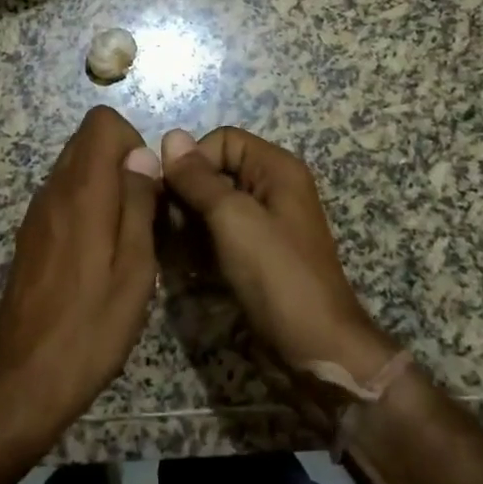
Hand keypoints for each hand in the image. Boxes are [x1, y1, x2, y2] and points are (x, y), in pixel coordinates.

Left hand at [0, 106, 160, 463]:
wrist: (23, 381)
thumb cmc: (90, 328)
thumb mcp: (134, 269)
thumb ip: (138, 204)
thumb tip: (141, 156)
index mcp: (81, 192)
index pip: (101, 122)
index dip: (133, 140)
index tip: (148, 184)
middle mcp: (53, 191)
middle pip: (87, 141)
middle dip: (122, 161)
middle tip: (144, 212)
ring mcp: (37, 213)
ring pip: (75, 168)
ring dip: (106, 185)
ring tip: (127, 237)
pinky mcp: (31, 236)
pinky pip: (64, 196)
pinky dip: (88, 205)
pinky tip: (100, 254)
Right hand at [161, 127, 395, 386]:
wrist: (315, 348)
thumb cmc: (277, 274)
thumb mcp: (233, 218)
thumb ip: (199, 178)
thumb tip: (171, 135)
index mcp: (276, 169)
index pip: (222, 140)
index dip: (194, 160)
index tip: (171, 192)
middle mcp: (271, 189)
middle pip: (215, 172)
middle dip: (186, 194)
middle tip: (166, 225)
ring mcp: (264, 224)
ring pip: (212, 206)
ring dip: (188, 223)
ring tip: (173, 248)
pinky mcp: (255, 256)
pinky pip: (218, 235)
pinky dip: (200, 245)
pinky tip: (185, 265)